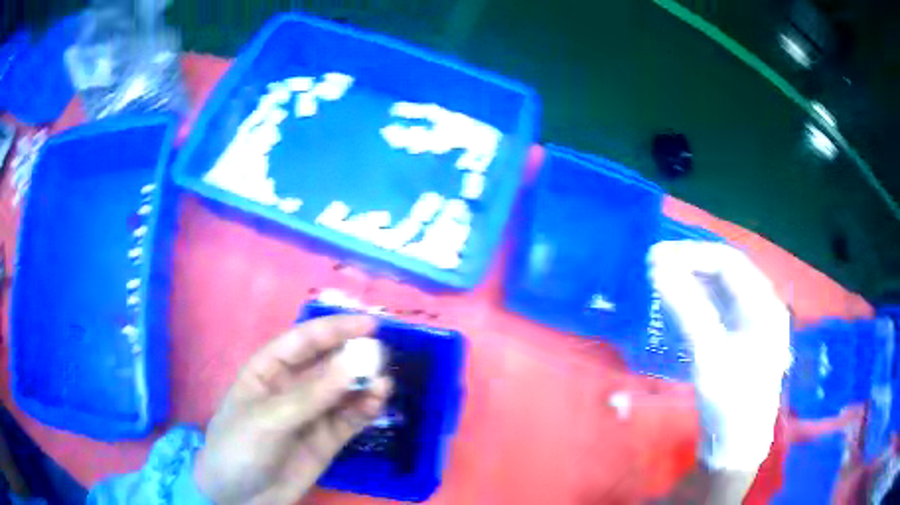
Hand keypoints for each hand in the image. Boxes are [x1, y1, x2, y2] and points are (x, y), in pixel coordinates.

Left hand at [193, 315, 391, 504]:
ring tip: (383, 384)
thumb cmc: (239, 447)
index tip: (369, 325)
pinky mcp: (326, 440)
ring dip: (364, 385)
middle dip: (354, 357)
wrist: (240, 497)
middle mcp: (292, 387)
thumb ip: (311, 396)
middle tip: (382, 356)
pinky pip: (349, 419)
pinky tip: (377, 402)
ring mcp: (311, 415)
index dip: (334, 329)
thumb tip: (353, 365)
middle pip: (327, 364)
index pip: (303, 341)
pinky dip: (365, 410)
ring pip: (343, 392)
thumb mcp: (269, 419)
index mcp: (267, 370)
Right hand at [649, 241, 790, 472]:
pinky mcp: (740, 344)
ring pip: (722, 294)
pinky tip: (679, 307)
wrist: (735, 449)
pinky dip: (698, 305)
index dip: (694, 255)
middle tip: (655, 267)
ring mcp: (752, 328)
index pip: (730, 263)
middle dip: (692, 267)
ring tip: (662, 282)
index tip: (658, 257)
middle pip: (727, 275)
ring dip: (694, 285)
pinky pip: (719, 313)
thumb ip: (687, 308)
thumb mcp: (708, 355)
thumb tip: (658, 267)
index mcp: (765, 306)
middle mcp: (763, 310)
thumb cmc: (729, 403)